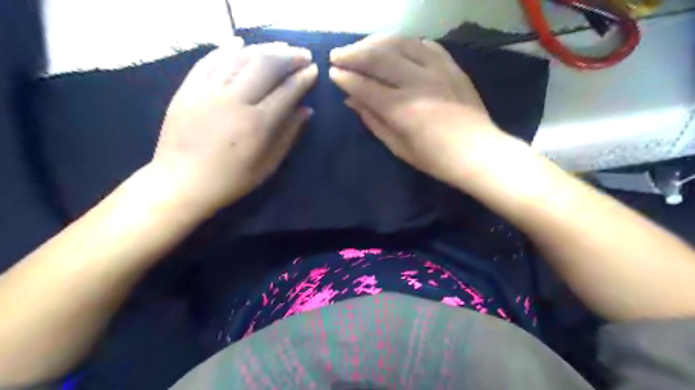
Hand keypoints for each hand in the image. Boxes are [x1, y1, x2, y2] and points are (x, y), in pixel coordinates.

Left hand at [152, 37, 317, 214]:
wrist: (181, 182)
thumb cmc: (231, 179)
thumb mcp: (268, 165)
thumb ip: (288, 135)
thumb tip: (306, 110)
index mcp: (256, 124)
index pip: (286, 91)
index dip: (303, 79)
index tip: (314, 71)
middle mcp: (233, 100)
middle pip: (265, 65)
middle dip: (288, 56)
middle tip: (302, 55)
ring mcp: (207, 90)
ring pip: (239, 57)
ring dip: (264, 48)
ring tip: (280, 48)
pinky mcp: (188, 88)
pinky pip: (210, 59)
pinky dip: (227, 48)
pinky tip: (241, 42)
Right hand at [330, 34, 508, 186]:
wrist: (478, 152)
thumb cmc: (435, 159)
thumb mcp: (398, 147)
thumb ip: (373, 121)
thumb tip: (351, 101)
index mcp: (401, 109)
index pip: (365, 86)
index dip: (345, 78)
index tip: (332, 73)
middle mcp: (416, 83)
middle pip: (378, 58)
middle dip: (352, 54)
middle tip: (337, 55)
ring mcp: (436, 70)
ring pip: (399, 43)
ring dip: (375, 42)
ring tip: (361, 46)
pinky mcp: (451, 66)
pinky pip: (424, 44)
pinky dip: (405, 43)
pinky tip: (395, 46)